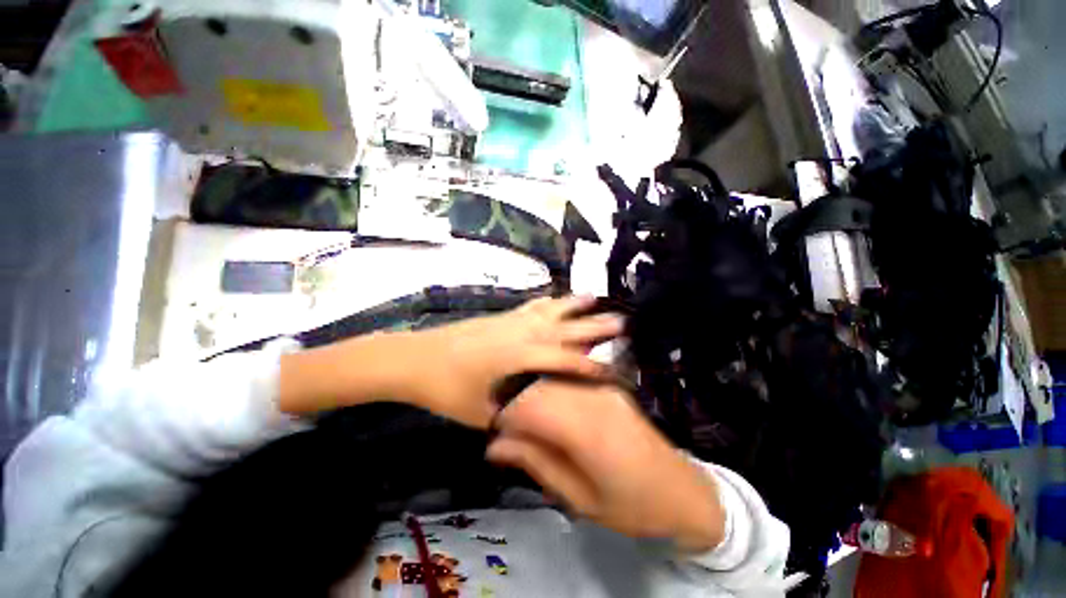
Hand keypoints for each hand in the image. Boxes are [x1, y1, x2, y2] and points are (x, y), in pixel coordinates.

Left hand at [397, 296, 623, 428]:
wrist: (417, 358)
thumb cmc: (448, 389)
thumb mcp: (483, 413)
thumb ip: (514, 413)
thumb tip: (537, 417)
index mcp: (521, 359)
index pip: (565, 363)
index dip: (591, 368)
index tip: (614, 372)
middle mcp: (522, 335)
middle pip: (565, 330)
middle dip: (594, 327)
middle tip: (620, 323)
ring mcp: (512, 321)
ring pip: (550, 310)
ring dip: (572, 305)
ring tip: (593, 298)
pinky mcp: (502, 316)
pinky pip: (532, 306)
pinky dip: (548, 301)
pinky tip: (555, 299)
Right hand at [486, 380, 725, 551]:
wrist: (684, 491)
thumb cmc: (632, 506)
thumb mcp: (579, 497)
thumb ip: (535, 463)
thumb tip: (494, 446)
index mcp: (588, 428)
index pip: (531, 404)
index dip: (506, 415)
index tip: (497, 434)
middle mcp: (594, 397)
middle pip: (539, 386)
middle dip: (516, 405)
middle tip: (510, 432)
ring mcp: (603, 386)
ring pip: (552, 380)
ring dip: (532, 398)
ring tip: (528, 425)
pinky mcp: (608, 385)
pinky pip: (568, 381)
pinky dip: (551, 394)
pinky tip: (550, 415)